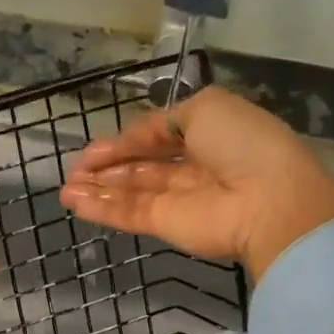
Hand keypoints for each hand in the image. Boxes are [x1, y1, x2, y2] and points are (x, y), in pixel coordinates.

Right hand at [59, 87, 333, 280]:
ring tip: (66, 189)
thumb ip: (167, 120)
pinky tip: (74, 202)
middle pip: (142, 167)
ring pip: (131, 192)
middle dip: (108, 167)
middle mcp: (194, 168)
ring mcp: (180, 200)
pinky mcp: (167, 226)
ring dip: (98, 189)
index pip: (159, 137)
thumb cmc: (242, 144)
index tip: (95, 147)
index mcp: (209, 136)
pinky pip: (129, 214)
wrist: (268, 200)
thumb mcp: (207, 108)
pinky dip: (101, 208)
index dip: (127, 140)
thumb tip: (141, 136)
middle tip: (75, 170)